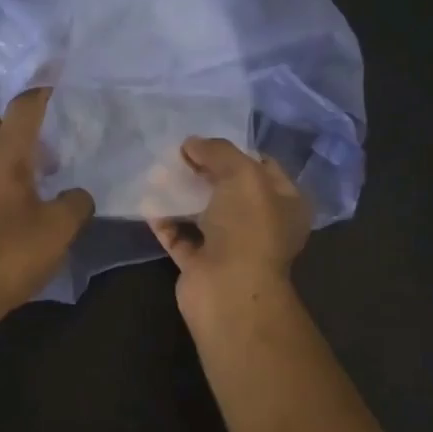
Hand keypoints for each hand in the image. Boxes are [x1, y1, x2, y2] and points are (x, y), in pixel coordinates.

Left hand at [0, 87, 92, 328]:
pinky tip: (10, 204)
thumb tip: (77, 194)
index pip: (24, 108)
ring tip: (32, 178)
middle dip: (19, 124)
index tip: (58, 85)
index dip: (42, 93)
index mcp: (4, 155)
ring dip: (4, 152)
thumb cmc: (10, 254)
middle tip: (47, 145)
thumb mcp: (59, 229)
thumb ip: (76, 203)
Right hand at [150, 138, 310, 327]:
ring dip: (180, 192)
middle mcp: (261, 224)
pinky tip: (147, 201)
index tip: (206, 141)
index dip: (236, 151)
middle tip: (176, 153)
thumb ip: (217, 151)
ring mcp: (230, 246)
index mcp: (285, 203)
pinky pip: (179, 235)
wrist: (229, 291)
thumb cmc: (248, 227)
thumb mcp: (241, 174)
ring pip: (202, 211)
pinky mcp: (200, 263)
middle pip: (229, 188)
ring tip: (156, 171)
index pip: (263, 167)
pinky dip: (164, 219)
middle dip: (203, 169)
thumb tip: (191, 143)